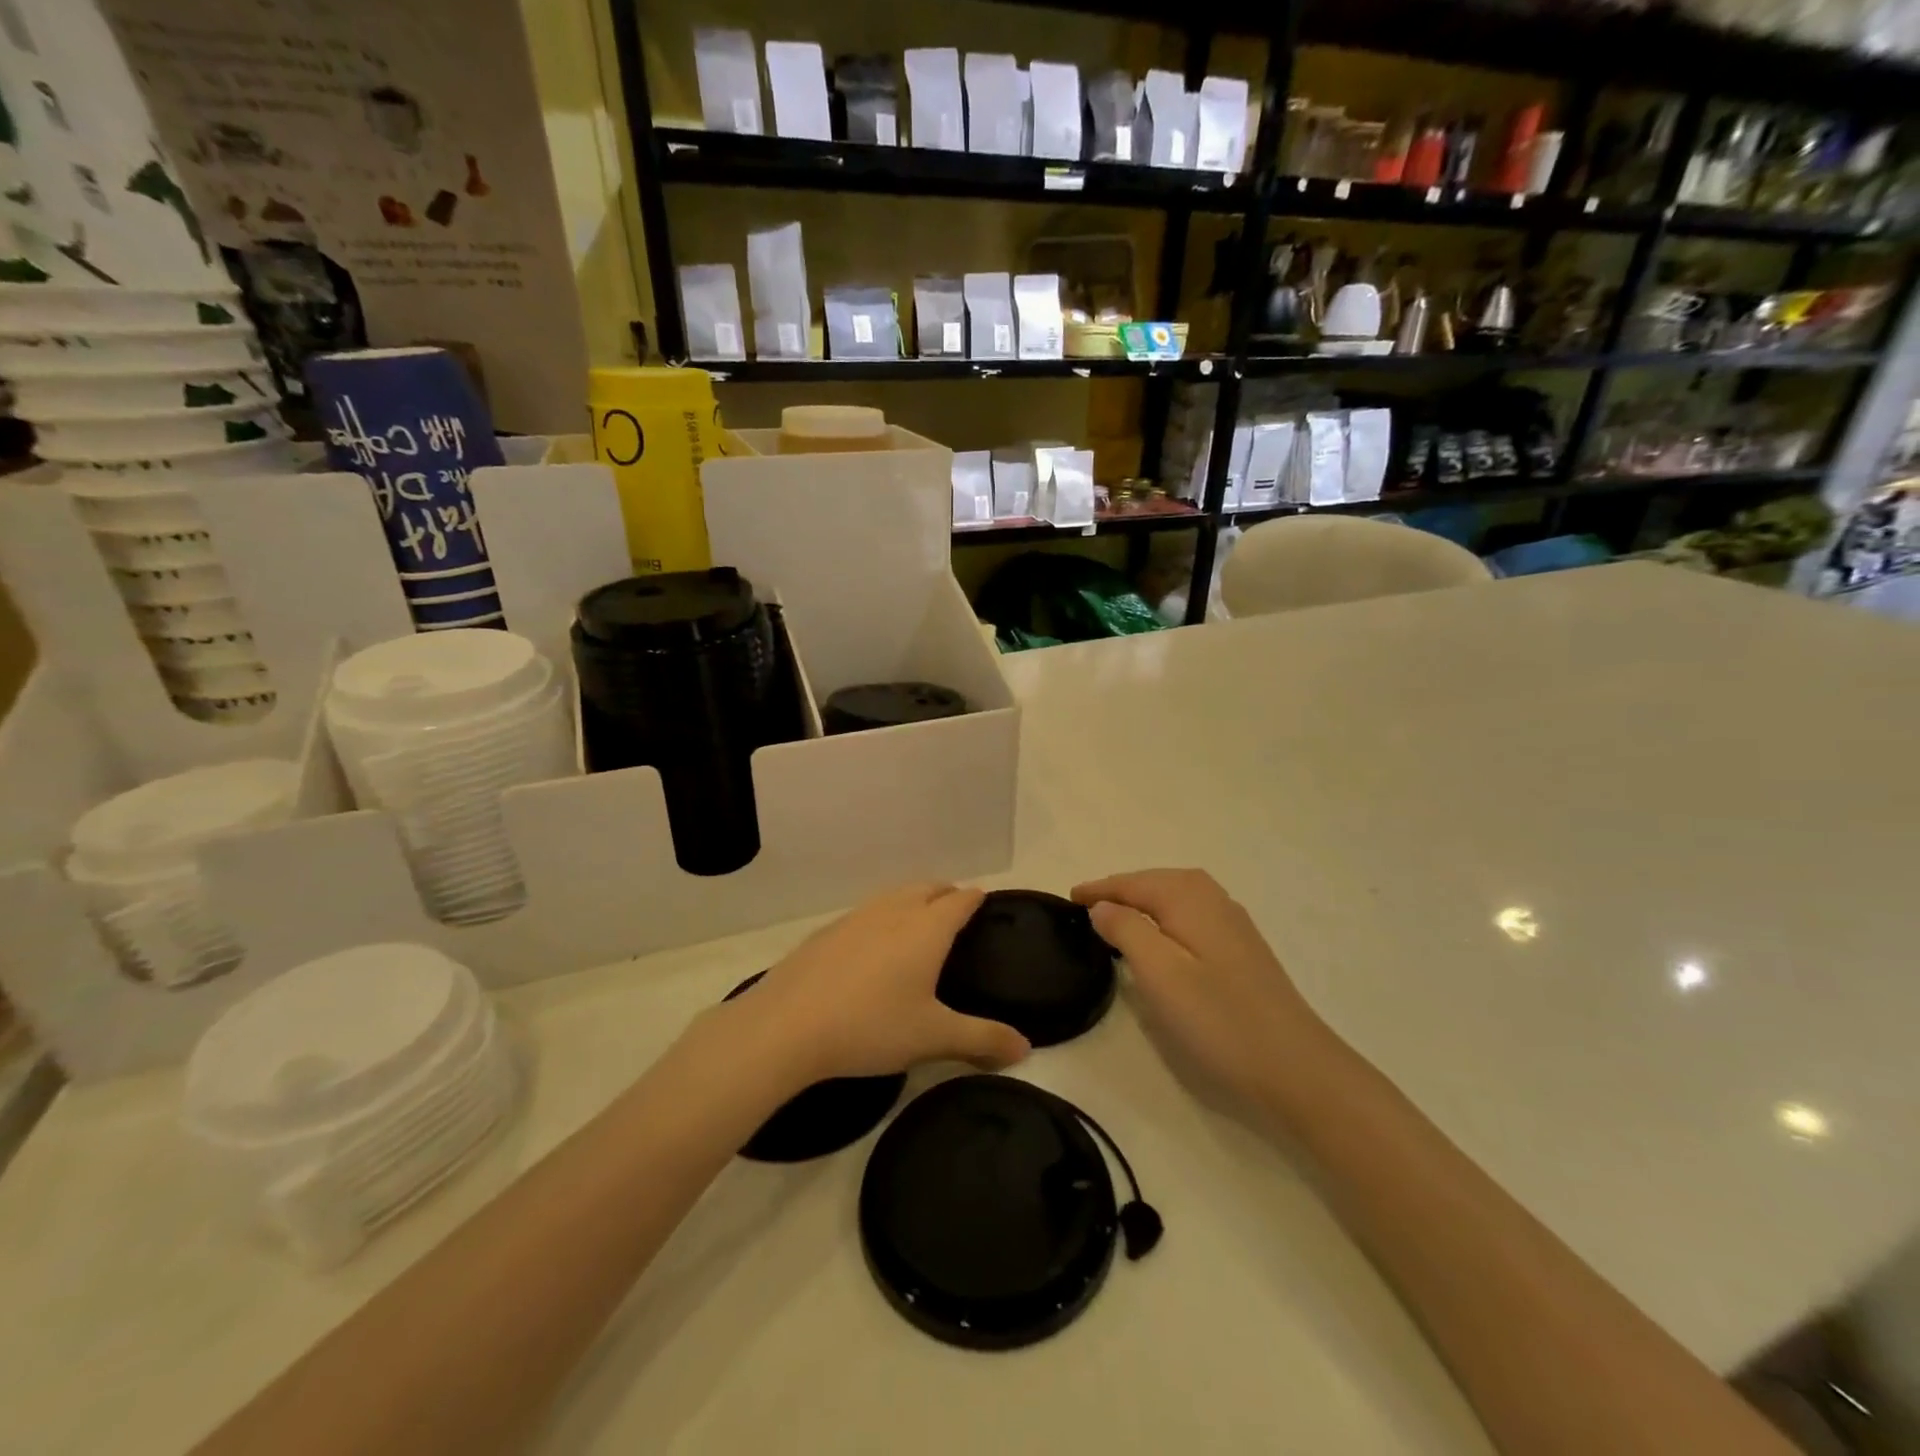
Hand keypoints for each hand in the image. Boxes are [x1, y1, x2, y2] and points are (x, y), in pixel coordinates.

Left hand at [729, 883, 1030, 1084]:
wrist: (787, 1025)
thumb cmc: (871, 1026)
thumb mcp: (933, 1037)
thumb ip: (982, 1039)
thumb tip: (1026, 1048)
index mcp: (927, 928)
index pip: (960, 900)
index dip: (976, 899)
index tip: (985, 902)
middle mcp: (894, 911)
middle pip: (928, 888)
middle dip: (946, 894)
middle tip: (957, 912)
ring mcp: (856, 917)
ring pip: (894, 896)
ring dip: (913, 900)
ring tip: (919, 923)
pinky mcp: (826, 931)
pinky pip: (866, 913)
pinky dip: (882, 917)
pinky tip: (872, 946)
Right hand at [1073, 868, 1328, 1109]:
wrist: (1296, 1067)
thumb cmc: (1218, 1019)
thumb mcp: (1159, 973)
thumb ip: (1126, 929)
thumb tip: (1102, 905)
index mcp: (1189, 897)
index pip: (1131, 882)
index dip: (1098, 890)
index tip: (1067, 898)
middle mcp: (1212, 898)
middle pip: (1155, 882)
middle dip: (1120, 890)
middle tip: (1086, 907)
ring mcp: (1232, 923)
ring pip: (1175, 898)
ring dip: (1143, 902)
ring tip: (1114, 918)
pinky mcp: (1241, 948)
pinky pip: (1190, 916)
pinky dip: (1165, 917)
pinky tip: (1161, 938)